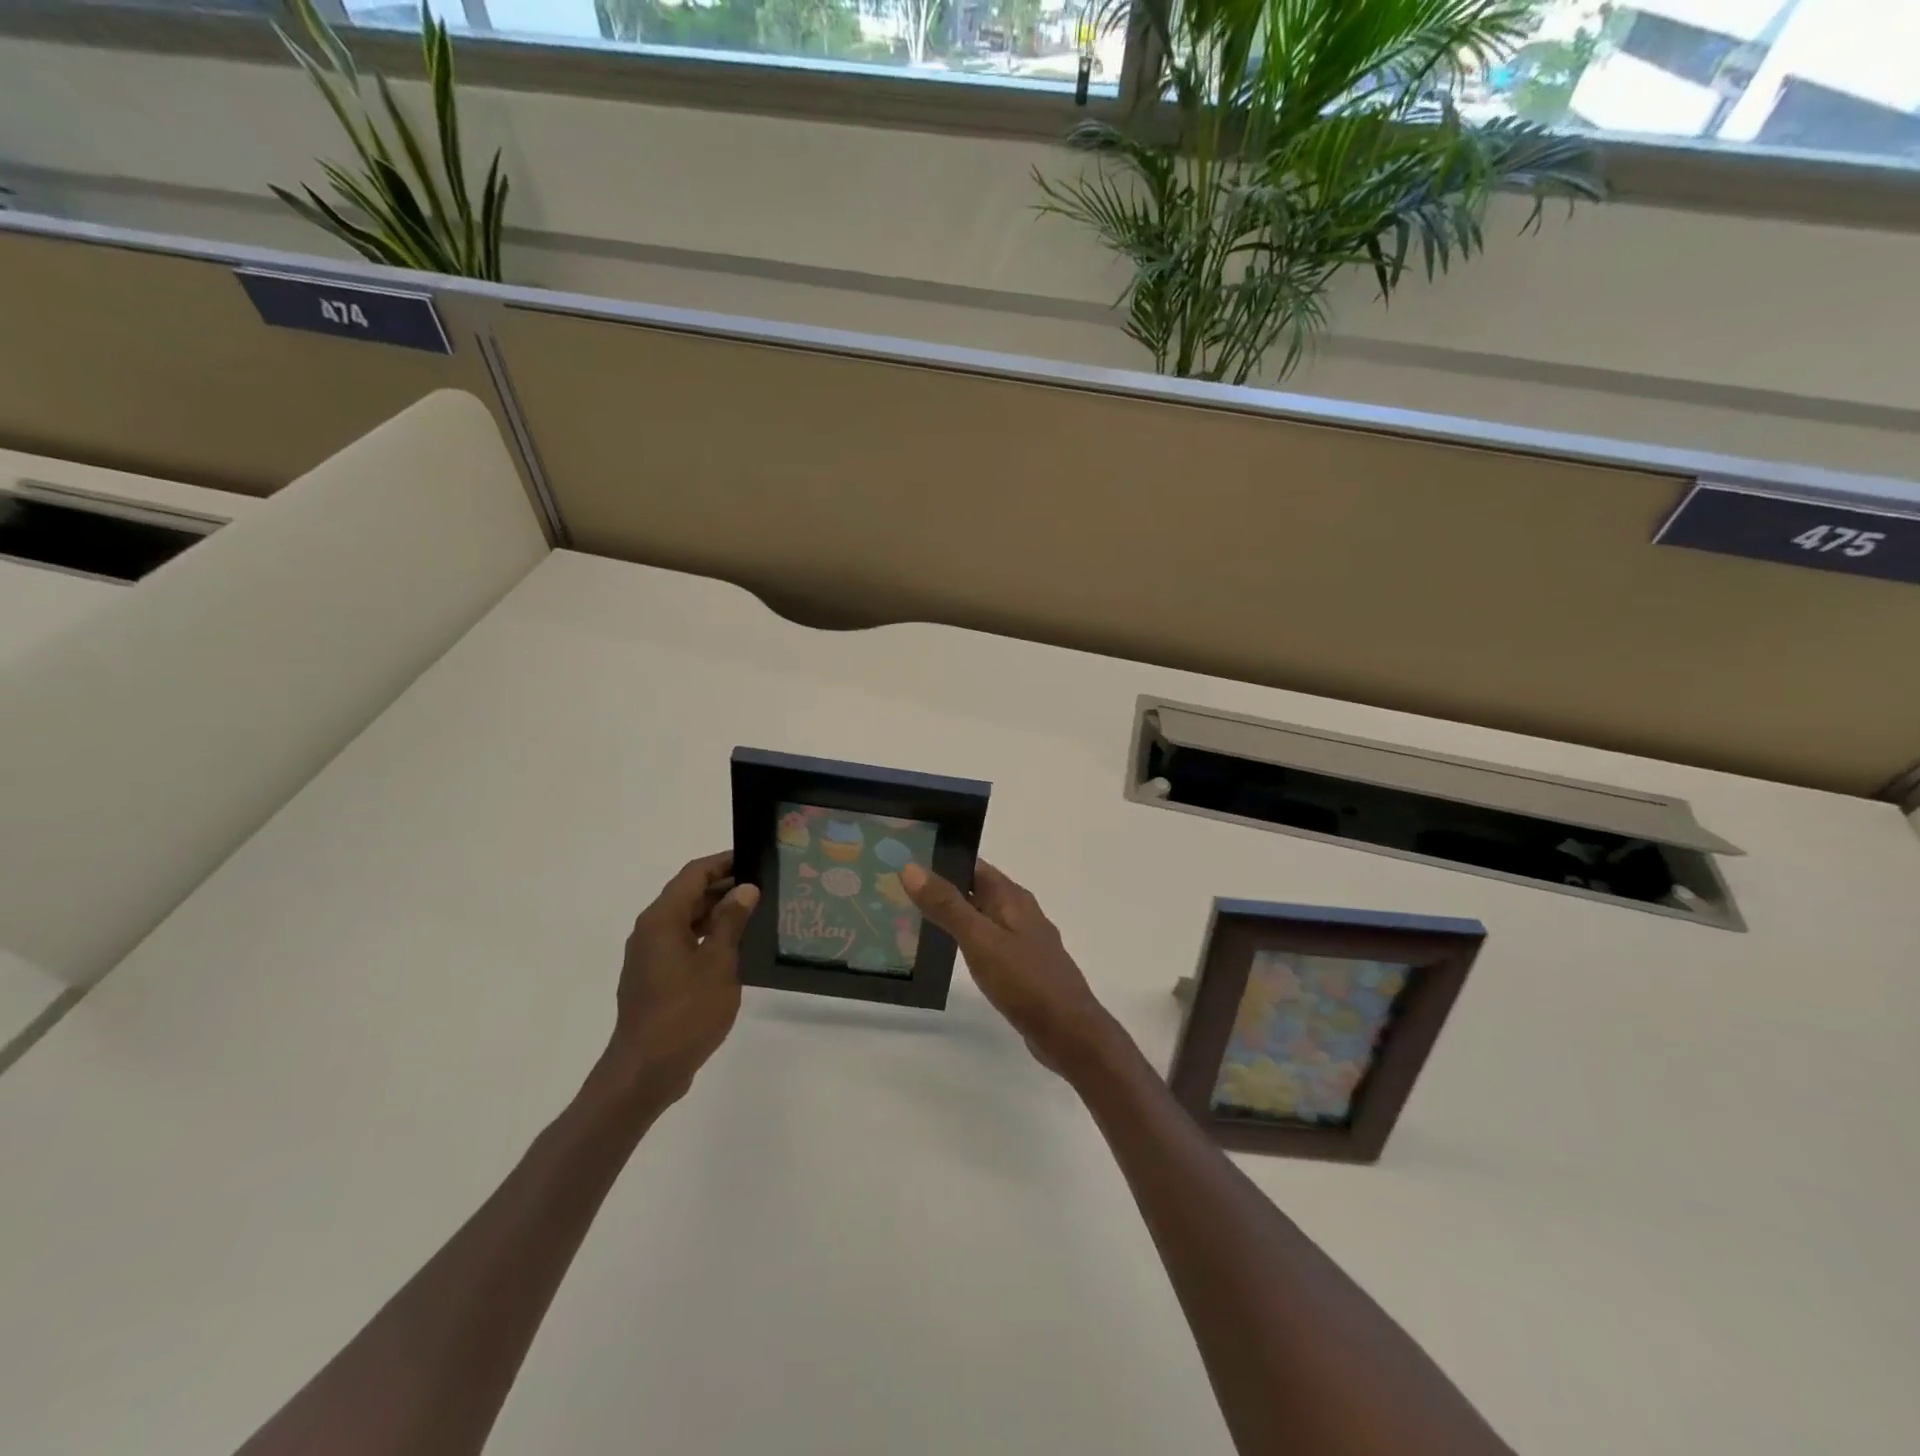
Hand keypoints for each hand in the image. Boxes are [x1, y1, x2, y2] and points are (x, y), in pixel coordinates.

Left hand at [604, 851, 758, 1108]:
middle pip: (688, 894)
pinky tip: (735, 948)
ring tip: (756, 915)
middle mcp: (650, 931)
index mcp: (661, 920)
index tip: (756, 858)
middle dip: (725, 887)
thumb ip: (731, 922)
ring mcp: (649, 956)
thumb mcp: (718, 963)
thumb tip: (745, 888)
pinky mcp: (654, 978)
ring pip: (686, 920)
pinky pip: (683, 942)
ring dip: (718, 913)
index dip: (724, 863)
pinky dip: (707, 936)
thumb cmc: (685, 1013)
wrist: (645, 1071)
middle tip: (765, 887)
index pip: (694, 874)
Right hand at [901, 859, 1117, 1076]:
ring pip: (982, 917)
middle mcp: (1020, 912)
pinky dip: (967, 940)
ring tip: (912, 918)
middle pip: (977, 889)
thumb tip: (911, 867)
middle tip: (899, 889)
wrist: (1069, 1032)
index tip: (906, 857)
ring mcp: (1023, 941)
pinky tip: (947, 953)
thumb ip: (947, 905)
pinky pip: (988, 943)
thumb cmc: (1024, 980)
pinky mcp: (1022, 968)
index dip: (942, 859)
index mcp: (1012, 897)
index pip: (973, 865)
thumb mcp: (980, 939)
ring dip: (954, 915)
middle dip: (943, 887)